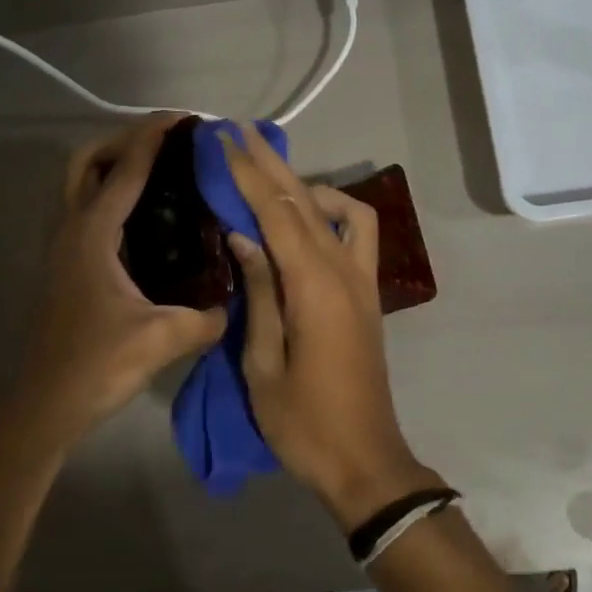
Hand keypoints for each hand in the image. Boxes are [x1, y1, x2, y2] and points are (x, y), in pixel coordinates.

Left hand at [12, 116, 226, 449]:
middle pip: (87, 161)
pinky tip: (150, 217)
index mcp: (93, 234)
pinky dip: (113, 193)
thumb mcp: (160, 340)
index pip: (125, 170)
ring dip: (115, 163)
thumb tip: (235, 304)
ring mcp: (66, 246)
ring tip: (162, 170)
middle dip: (124, 139)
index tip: (185, 119)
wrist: (45, 404)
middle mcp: (73, 229)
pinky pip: (89, 209)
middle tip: (168, 142)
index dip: (154, 138)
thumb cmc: (96, 364)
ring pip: (82, 183)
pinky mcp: (69, 264)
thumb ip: (206, 318)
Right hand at [220, 121, 444, 528]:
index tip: (222, 141)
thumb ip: (258, 291)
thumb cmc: (303, 422)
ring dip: (304, 183)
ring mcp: (363, 280)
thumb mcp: (262, 362)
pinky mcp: (369, 293)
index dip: (248, 173)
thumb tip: (243, 235)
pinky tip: (307, 218)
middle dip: (270, 162)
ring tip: (267, 176)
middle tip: (238, 131)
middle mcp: (345, 271)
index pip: (276, 212)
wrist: (365, 460)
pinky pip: (359, 234)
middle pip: (306, 200)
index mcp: (314, 287)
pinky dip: (334, 211)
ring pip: (339, 209)